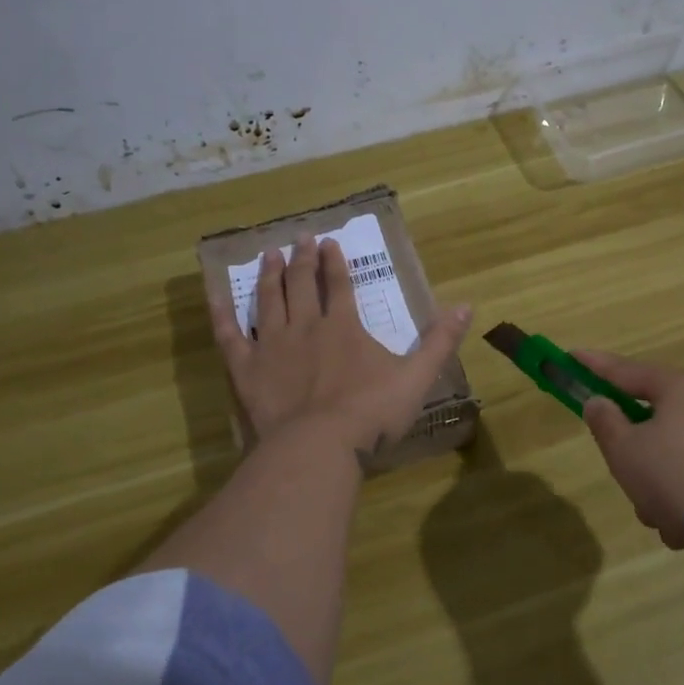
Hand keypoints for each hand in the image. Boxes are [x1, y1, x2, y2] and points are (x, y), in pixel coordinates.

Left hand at [211, 234, 471, 454]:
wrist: (317, 447)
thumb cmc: (370, 414)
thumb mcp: (416, 378)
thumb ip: (440, 342)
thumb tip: (466, 305)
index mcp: (344, 328)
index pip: (339, 285)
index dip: (335, 262)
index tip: (329, 242)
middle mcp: (305, 326)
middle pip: (302, 285)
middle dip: (302, 259)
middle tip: (299, 238)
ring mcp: (272, 346)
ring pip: (268, 301)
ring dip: (269, 276)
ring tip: (268, 254)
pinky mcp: (246, 369)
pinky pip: (230, 336)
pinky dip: (223, 315)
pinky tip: (217, 297)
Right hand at [577, 350, 683, 579]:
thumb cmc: (683, 483)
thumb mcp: (626, 453)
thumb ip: (605, 423)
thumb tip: (600, 402)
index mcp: (683, 387)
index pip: (626, 370)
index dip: (594, 365)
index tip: (571, 356)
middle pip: (655, 419)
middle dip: (635, 454)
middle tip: (627, 479)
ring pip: (676, 454)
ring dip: (660, 485)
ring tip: (662, 518)